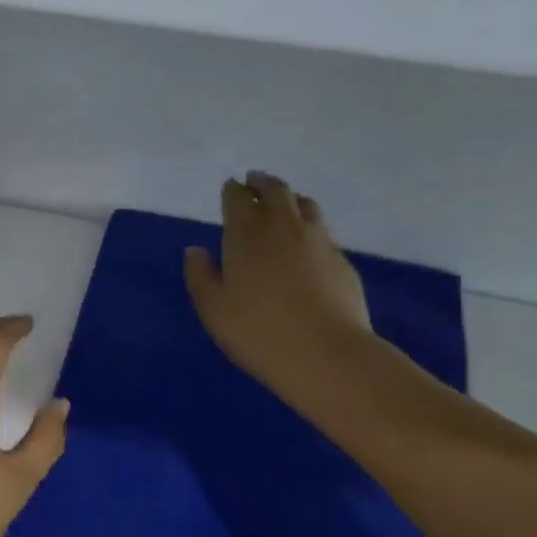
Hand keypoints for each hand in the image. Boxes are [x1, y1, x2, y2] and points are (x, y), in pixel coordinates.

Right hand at [184, 172, 373, 406]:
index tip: (229, 187)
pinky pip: (322, 230)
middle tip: (254, 181)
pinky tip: (304, 242)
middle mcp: (283, 227)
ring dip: (289, 198)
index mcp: (246, 235)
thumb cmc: (258, 332)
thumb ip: (200, 276)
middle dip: (261, 183)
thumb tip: (195, 250)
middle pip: (275, 191)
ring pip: (304, 204)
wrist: (327, 354)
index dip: (232, 191)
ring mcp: (318, 240)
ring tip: (282, 202)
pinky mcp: (341, 259)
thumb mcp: (213, 310)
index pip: (238, 199)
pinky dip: (308, 225)